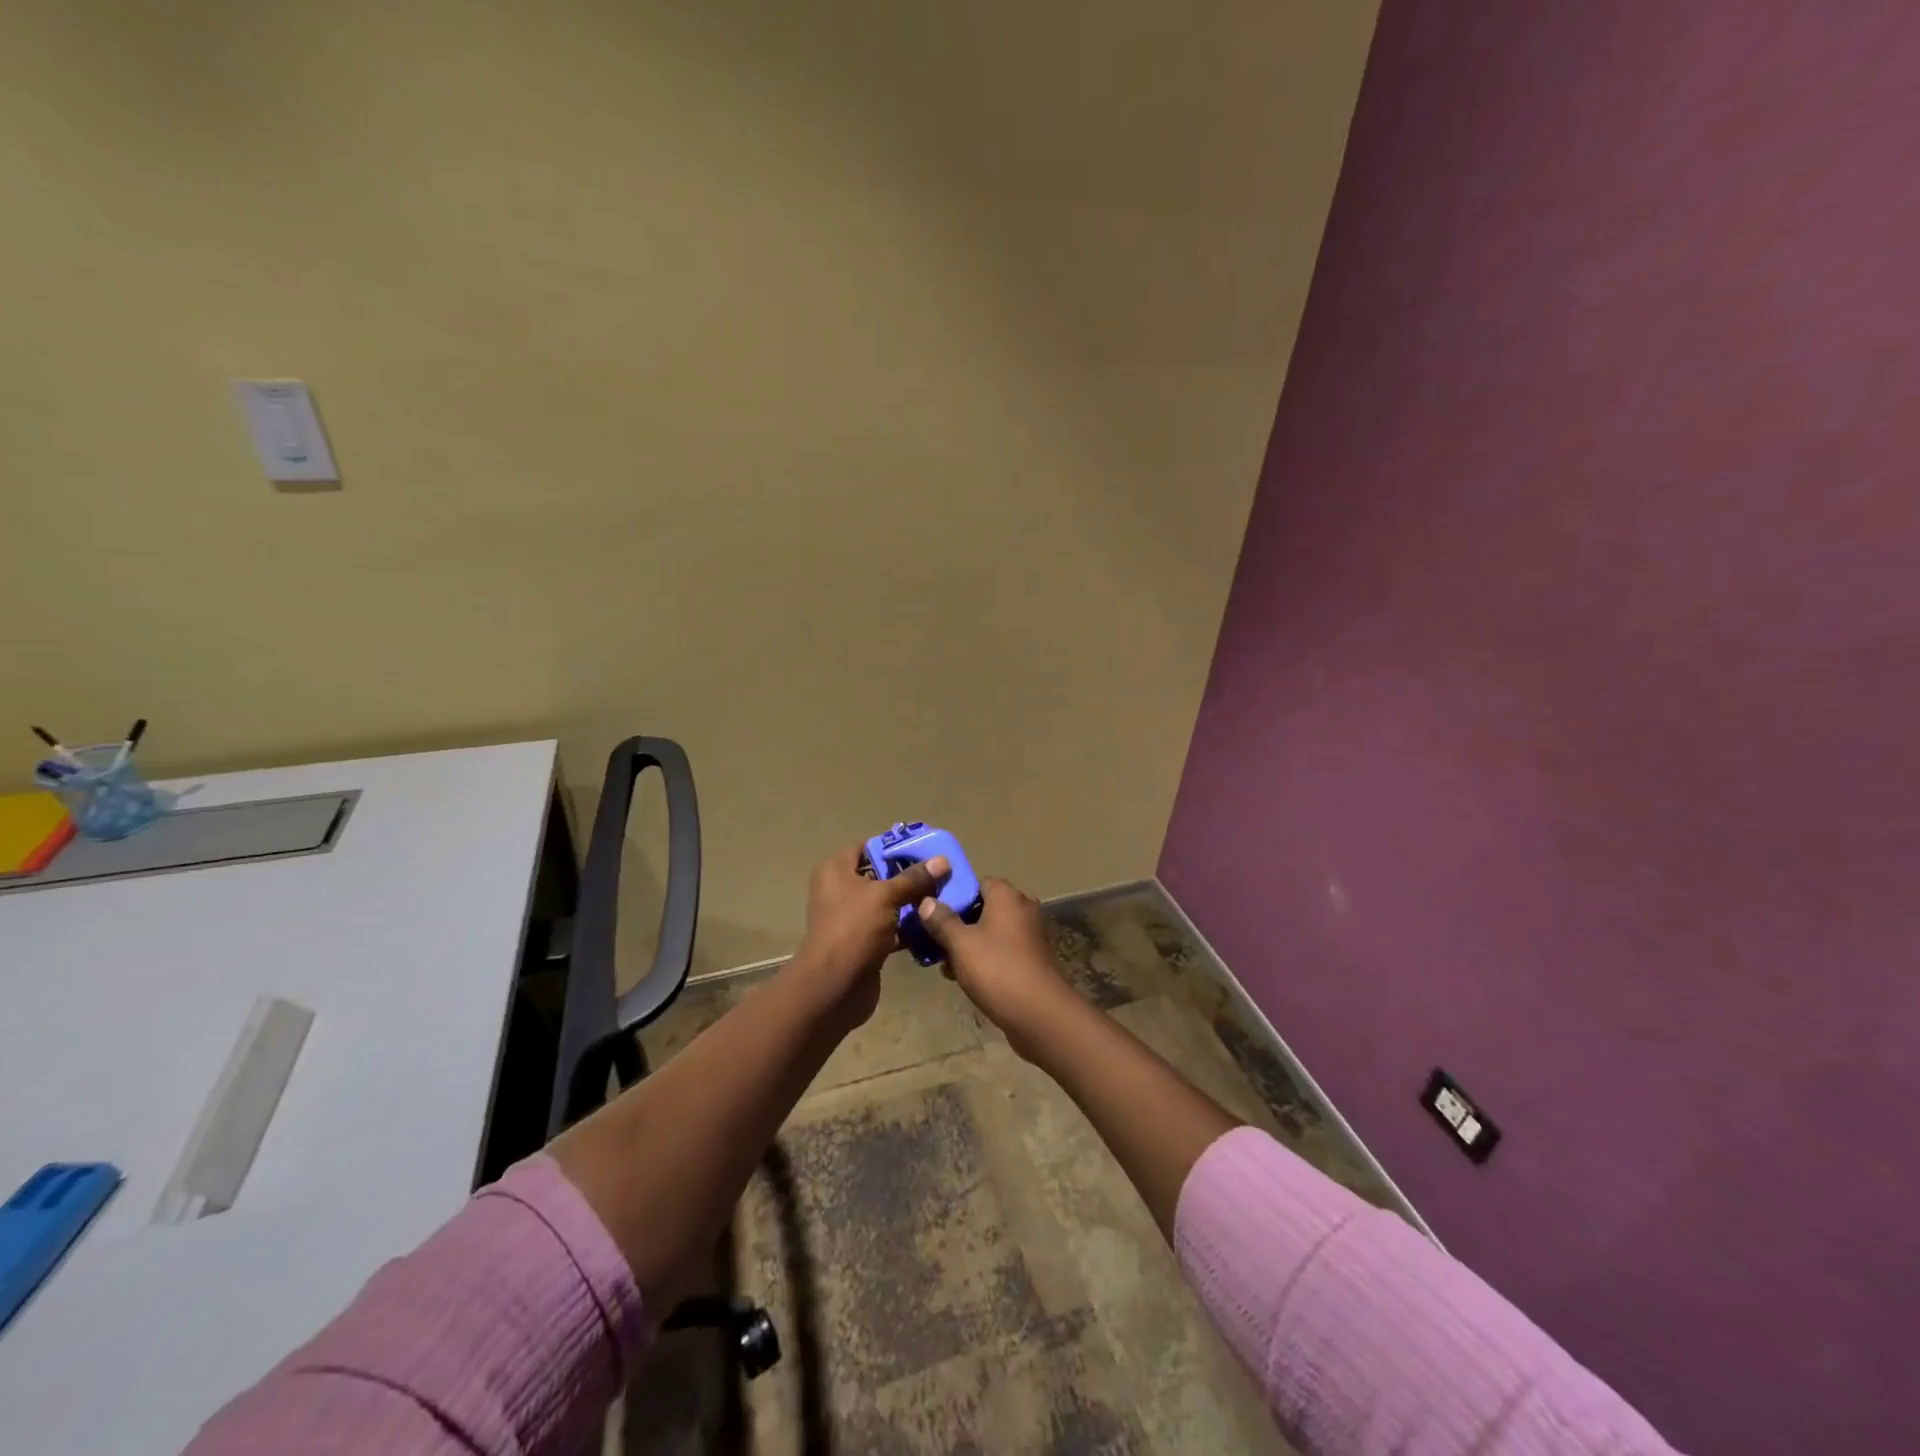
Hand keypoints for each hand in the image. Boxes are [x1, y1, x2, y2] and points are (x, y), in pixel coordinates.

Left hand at [793, 844, 947, 1027]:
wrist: (835, 987)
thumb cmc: (854, 929)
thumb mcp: (885, 896)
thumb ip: (914, 878)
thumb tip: (942, 860)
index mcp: (836, 870)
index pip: (868, 847)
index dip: (896, 846)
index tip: (927, 850)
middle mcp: (840, 890)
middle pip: (880, 875)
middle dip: (909, 876)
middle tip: (941, 874)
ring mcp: (851, 918)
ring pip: (887, 903)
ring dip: (911, 903)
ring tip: (942, 898)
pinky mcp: (863, 942)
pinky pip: (890, 927)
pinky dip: (907, 927)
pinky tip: (932, 925)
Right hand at [916, 878, 1081, 1060]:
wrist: (1040, 1014)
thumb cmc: (997, 970)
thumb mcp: (960, 944)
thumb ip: (941, 920)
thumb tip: (926, 901)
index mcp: (1007, 896)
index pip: (977, 882)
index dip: (954, 895)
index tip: (933, 913)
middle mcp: (1023, 908)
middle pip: (983, 908)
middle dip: (958, 925)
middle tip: (935, 942)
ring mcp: (1031, 935)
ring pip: (991, 932)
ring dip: (969, 945)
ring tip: (946, 966)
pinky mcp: (1033, 959)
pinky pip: (1003, 950)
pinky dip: (985, 959)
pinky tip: (966, 979)